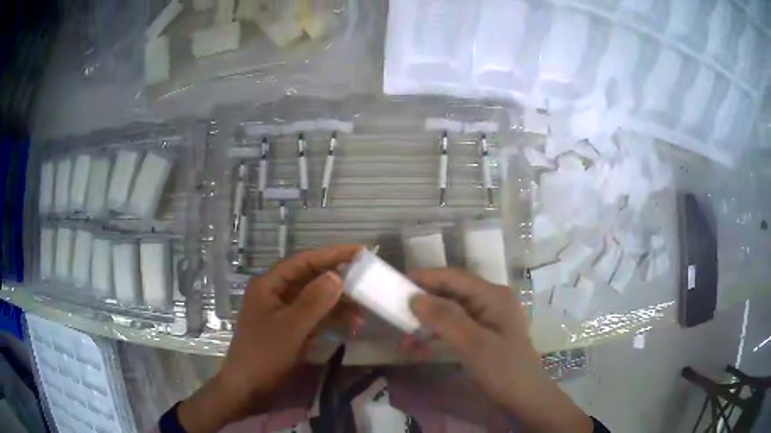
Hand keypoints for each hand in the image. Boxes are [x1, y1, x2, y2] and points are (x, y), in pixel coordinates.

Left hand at [178, 244, 361, 432]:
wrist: (249, 388)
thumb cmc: (264, 354)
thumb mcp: (290, 328)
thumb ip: (313, 301)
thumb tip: (337, 275)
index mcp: (269, 285)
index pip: (303, 261)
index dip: (331, 254)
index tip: (360, 251)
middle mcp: (276, 293)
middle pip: (310, 278)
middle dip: (338, 280)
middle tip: (366, 280)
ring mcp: (283, 312)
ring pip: (315, 299)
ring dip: (338, 303)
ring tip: (364, 309)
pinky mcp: (290, 329)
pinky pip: (314, 317)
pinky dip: (332, 319)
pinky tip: (351, 325)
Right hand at [409, 268, 591, 432]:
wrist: (524, 399)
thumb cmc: (503, 370)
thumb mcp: (474, 345)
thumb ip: (445, 319)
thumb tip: (414, 298)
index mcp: (493, 296)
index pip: (454, 277)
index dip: (425, 278)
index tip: (396, 285)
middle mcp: (490, 301)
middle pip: (451, 293)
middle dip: (423, 304)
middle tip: (397, 316)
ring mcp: (487, 319)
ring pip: (450, 312)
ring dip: (427, 324)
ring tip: (405, 340)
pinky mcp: (482, 335)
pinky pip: (454, 328)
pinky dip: (436, 336)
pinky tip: (420, 350)